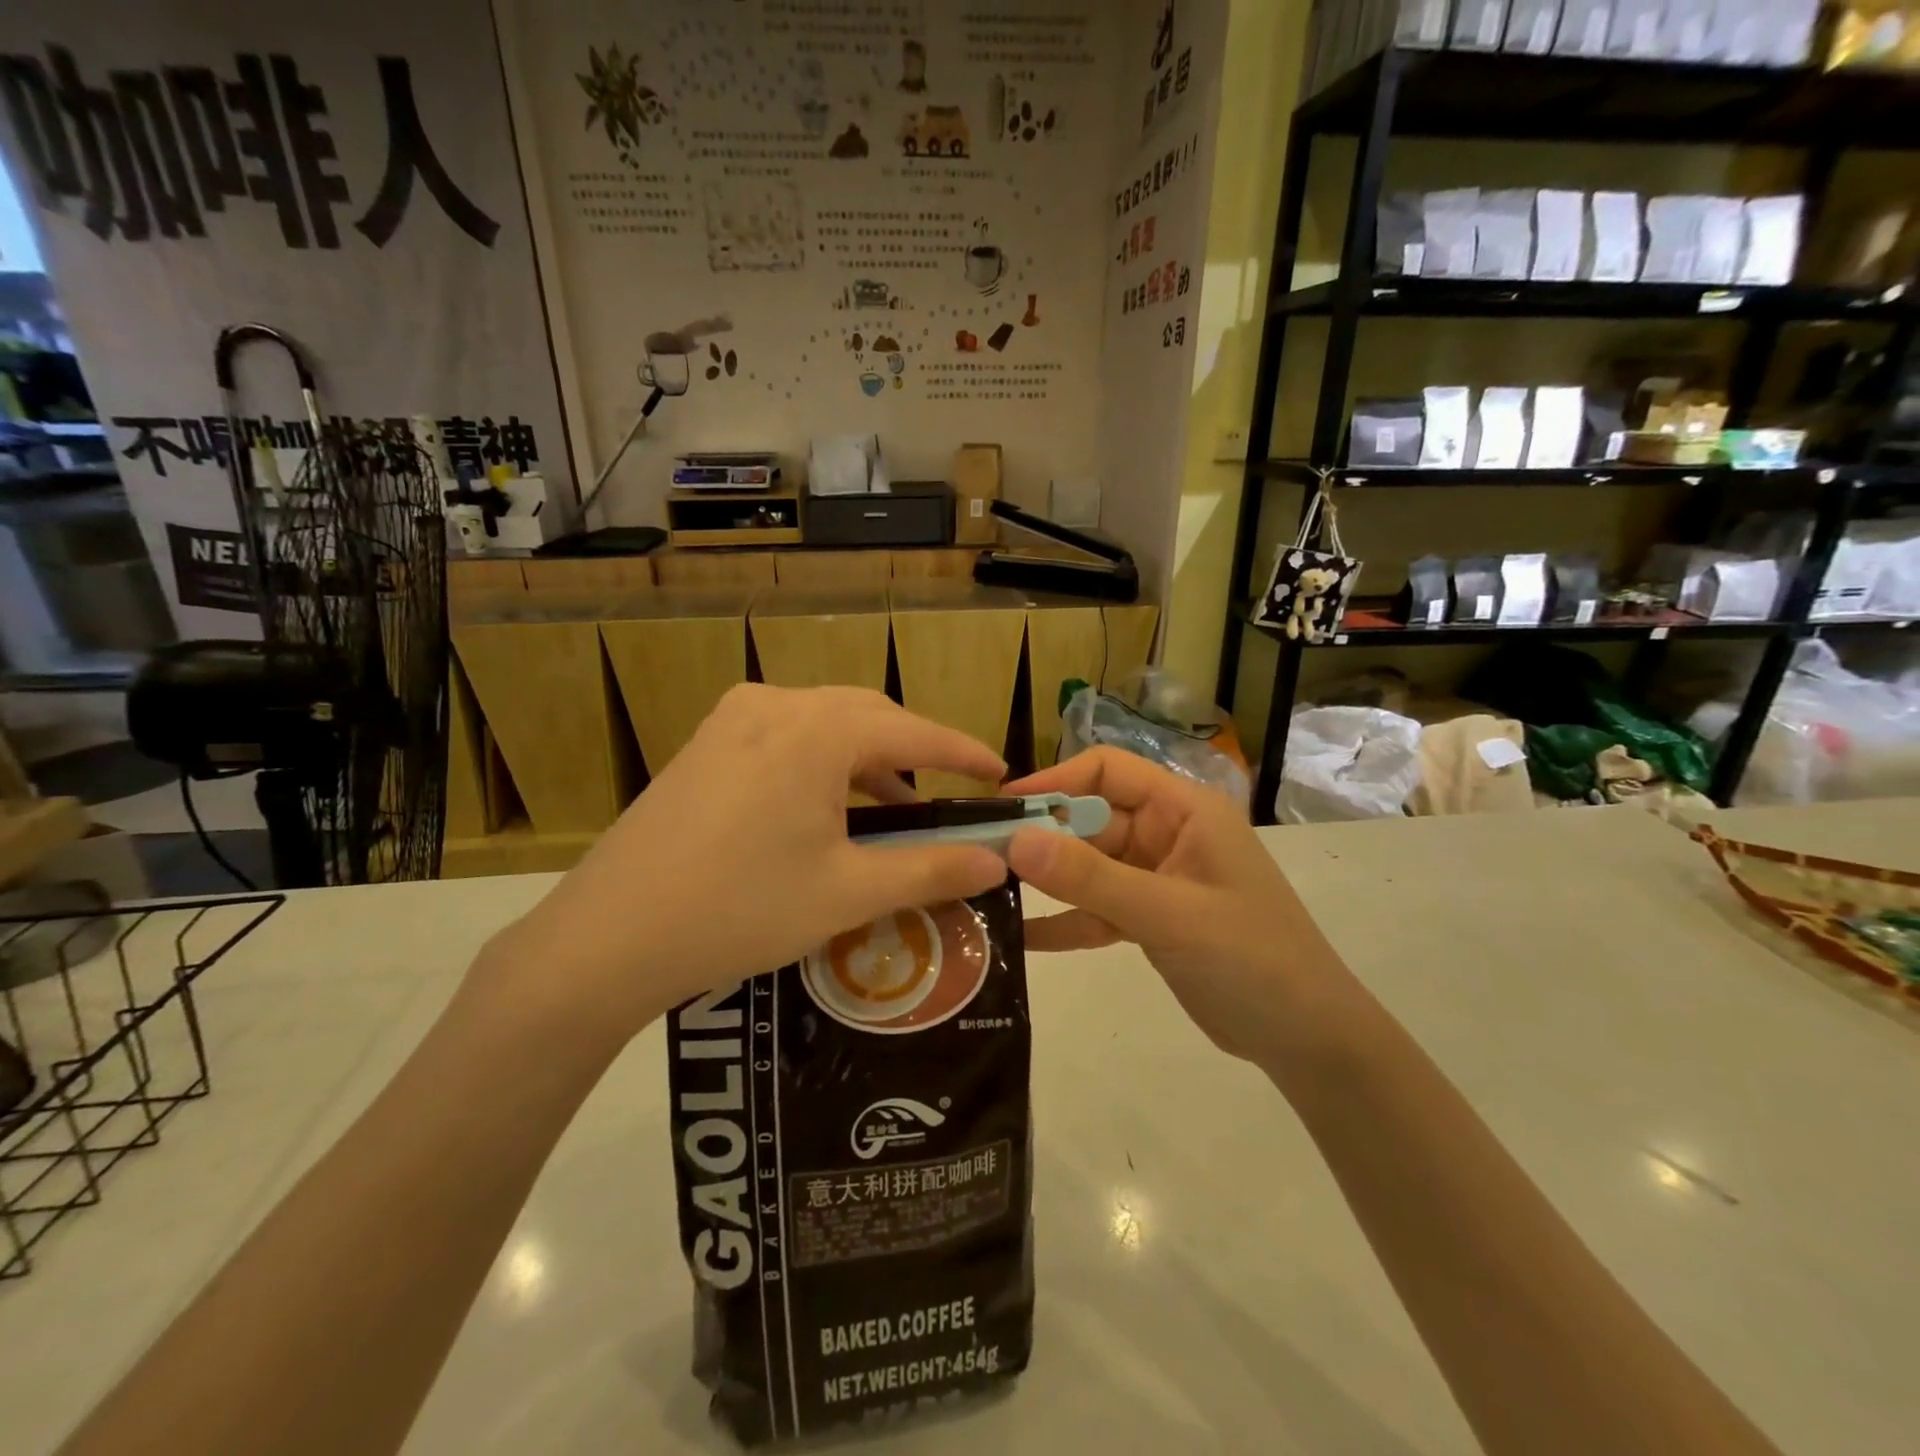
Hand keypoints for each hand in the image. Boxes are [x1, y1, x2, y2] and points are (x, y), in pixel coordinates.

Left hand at [477, 685, 1009, 1043]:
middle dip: (914, 752)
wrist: (608, 937)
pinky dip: (822, 764)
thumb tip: (996, 860)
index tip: (1000, 772)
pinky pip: (785, 736)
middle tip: (947, 796)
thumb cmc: (742, 908)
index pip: (913, 731)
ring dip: (866, 760)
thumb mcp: (848, 892)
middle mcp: (776, 704)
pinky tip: (827, 809)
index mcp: (817, 728)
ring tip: (893, 811)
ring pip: (824, 724)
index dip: (962, 752)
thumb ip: (931, 869)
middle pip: (868, 717)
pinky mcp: (705, 743)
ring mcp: (732, 719)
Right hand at [1004, 749, 1359, 1068]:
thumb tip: (1016, 839)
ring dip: (1047, 879)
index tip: (1002, 807)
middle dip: (1041, 837)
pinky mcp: (1151, 920)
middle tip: (980, 858)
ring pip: (1089, 866)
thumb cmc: (1251, 958)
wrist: (1308, 1040)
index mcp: (1184, 810)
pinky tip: (1021, 936)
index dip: (1054, 781)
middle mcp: (1167, 835)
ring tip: (988, 890)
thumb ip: (1091, 878)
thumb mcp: (1168, 914)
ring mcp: (1158, 879)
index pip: (1108, 772)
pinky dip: (1065, 921)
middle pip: (1091, 820)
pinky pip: (1097, 910)